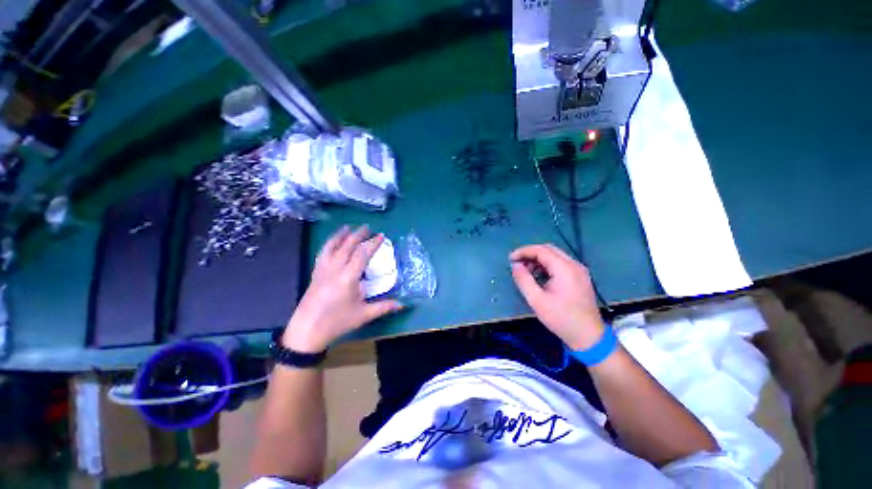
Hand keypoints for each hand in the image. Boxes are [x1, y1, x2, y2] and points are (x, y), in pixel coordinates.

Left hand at [283, 225, 402, 352]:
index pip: (362, 254)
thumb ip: (384, 307)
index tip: (381, 235)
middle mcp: (335, 269)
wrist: (306, 331)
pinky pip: (322, 253)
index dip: (373, 243)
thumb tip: (403, 304)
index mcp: (348, 277)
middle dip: (358, 235)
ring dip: (341, 235)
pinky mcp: (315, 273)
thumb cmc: (337, 322)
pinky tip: (332, 242)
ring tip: (348, 227)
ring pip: (332, 246)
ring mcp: (323, 270)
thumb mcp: (364, 315)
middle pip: (347, 246)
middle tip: (368, 227)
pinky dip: (329, 244)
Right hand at [510, 244, 604, 349]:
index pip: (541, 250)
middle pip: (549, 249)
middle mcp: (574, 265)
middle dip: (530, 254)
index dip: (524, 252)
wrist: (588, 337)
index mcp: (565, 269)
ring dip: (538, 259)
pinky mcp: (580, 277)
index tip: (510, 259)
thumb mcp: (537, 300)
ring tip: (526, 271)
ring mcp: (579, 270)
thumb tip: (515, 265)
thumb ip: (523, 280)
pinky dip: (547, 265)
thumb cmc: (561, 319)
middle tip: (517, 263)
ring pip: (555, 256)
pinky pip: (561, 264)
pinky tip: (539, 276)